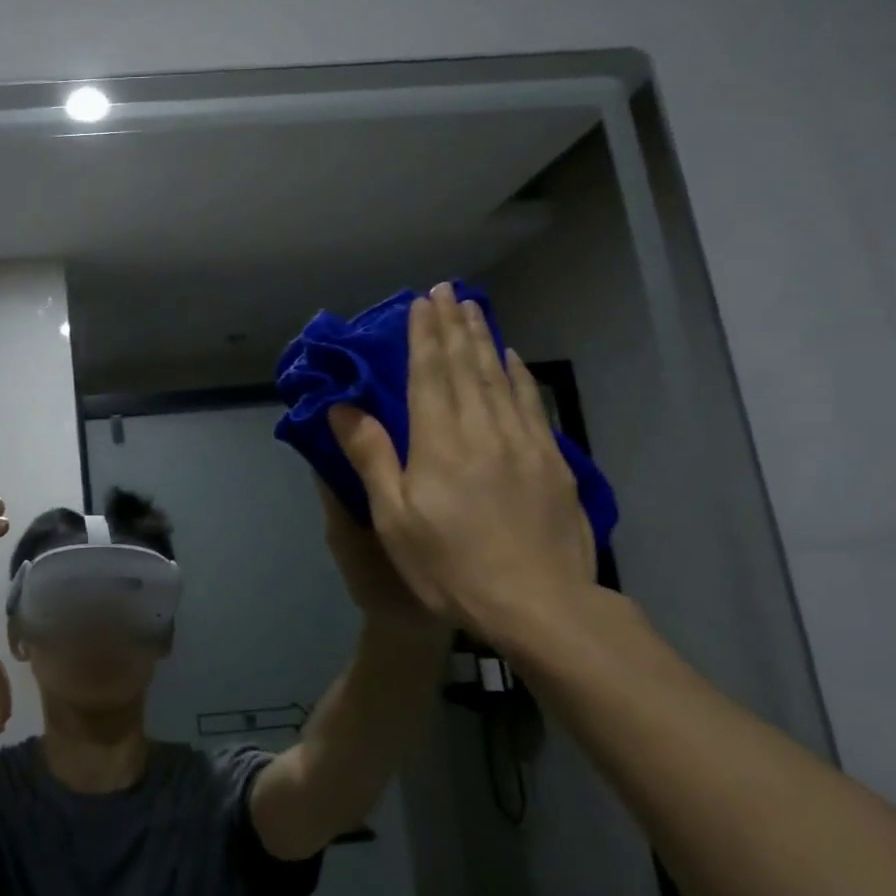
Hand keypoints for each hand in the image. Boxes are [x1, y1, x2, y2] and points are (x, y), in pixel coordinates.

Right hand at [327, 284, 595, 649]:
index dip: (423, 335)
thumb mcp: (394, 518)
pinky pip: (531, 403)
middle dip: (453, 325)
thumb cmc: (451, 565)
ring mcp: (524, 443)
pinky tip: (513, 359)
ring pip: (500, 377)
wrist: (539, 604)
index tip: (421, 302)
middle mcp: (483, 429)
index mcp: (439, 442)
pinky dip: (519, 375)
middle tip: (447, 290)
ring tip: (474, 309)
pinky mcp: (553, 461)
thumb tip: (342, 408)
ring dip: (484, 339)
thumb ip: (371, 457)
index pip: (429, 374)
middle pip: (466, 366)